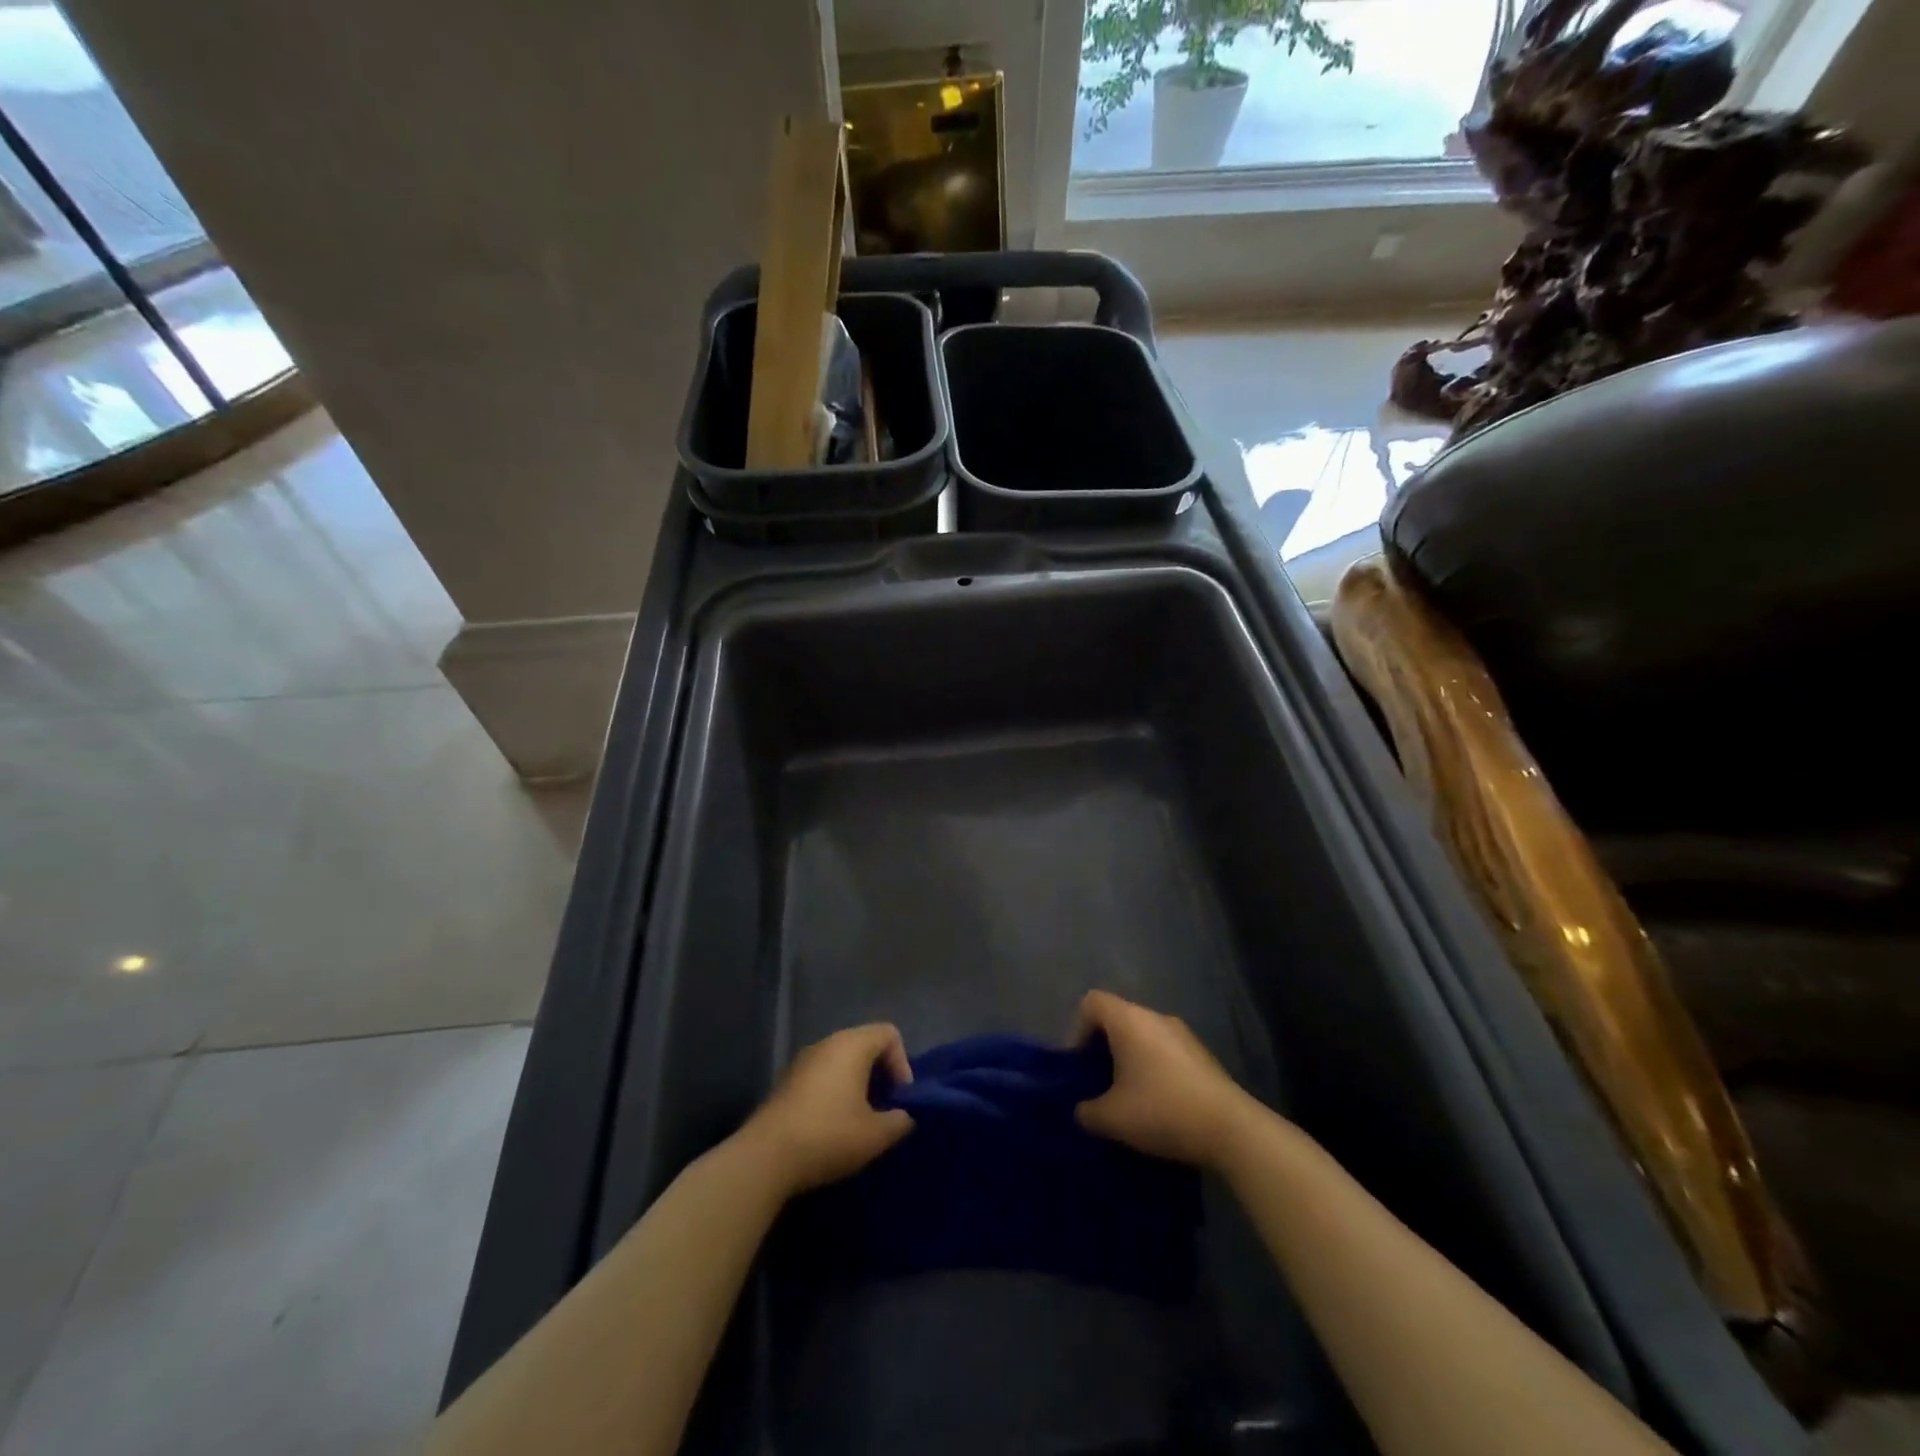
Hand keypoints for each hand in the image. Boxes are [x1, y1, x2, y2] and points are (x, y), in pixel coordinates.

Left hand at [741, 1024, 914, 1196]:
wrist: (764, 1158)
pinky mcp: (786, 1082)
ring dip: (857, 1086)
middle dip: (880, 1076)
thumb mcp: (876, 1135)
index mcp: (851, 1045)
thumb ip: (900, 1120)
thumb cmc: (828, 1136)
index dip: (902, 1064)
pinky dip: (834, 1094)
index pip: (889, 1034)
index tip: (899, 1100)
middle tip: (883, 1112)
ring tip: (859, 1123)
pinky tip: (831, 1128)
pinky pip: (821, 1077)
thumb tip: (904, 1115)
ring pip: (842, 1062)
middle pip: (865, 1046)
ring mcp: (802, 1061)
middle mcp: (826, 1043)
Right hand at [1073, 990, 1256, 1169]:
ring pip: (1143, 1035)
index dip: (1077, 1029)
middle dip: (1103, 1048)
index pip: (1092, 1002)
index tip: (1080, 1065)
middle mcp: (1155, 1017)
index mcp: (1129, 1020)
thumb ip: (1086, 1111)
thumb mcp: (1112, 1118)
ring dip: (1130, 1059)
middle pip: (1117, 1018)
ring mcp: (1182, 1033)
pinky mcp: (1201, 1054)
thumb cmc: (1162, 1111)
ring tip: (1128, 1097)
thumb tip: (1082, 1110)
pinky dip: (1153, 1067)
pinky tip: (1158, 1103)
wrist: (1230, 1129)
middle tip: (1099, 1083)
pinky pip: (1164, 1050)